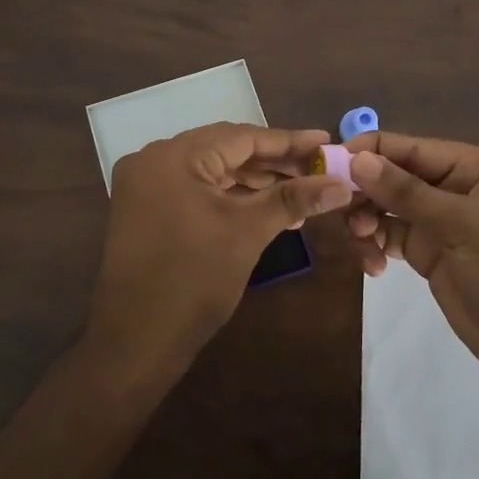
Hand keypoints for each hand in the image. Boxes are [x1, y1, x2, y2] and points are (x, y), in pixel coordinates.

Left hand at [88, 123, 351, 379]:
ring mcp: (145, 186)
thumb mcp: (248, 232)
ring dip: (253, 182)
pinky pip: (195, 190)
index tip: (325, 142)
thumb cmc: (194, 280)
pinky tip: (263, 209)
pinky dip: (229, 197)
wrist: (136, 342)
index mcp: (173, 156)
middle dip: (273, 163)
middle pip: (225, 150)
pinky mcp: (145, 210)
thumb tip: (343, 184)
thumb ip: (294, 199)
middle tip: (316, 171)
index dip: (288, 142)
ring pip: (211, 171)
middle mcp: (153, 160)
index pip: (241, 137)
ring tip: (298, 194)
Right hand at [345, 132, 478, 382]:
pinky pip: (390, 234)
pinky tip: (371, 263)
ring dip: (366, 219)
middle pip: (397, 174)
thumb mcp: (462, 226)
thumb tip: (358, 160)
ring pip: (388, 205)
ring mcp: (442, 218)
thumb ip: (407, 192)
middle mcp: (459, 185)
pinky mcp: (429, 249)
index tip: (330, 158)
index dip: (373, 150)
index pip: (416, 148)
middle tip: (335, 206)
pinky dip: (374, 243)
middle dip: (366, 189)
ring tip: (360, 240)